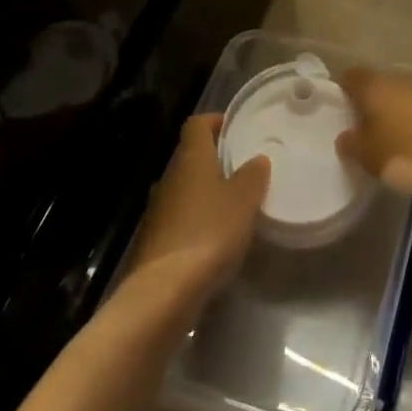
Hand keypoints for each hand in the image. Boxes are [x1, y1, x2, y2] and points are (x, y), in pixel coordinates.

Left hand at [125, 115, 269, 297]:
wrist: (164, 290)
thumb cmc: (209, 232)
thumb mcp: (244, 200)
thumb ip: (253, 175)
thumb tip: (257, 159)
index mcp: (190, 158)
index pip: (196, 124)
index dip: (215, 121)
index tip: (235, 128)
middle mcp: (169, 177)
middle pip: (191, 156)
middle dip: (215, 159)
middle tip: (244, 168)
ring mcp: (157, 209)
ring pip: (185, 188)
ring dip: (206, 191)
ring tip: (235, 204)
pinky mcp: (154, 240)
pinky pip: (180, 217)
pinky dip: (197, 218)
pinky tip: (216, 237)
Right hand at [335, 70, 411, 203]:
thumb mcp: (373, 160)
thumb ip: (353, 146)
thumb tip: (345, 136)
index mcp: (377, 85)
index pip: (349, 77)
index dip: (340, 92)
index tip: (338, 114)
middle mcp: (403, 76)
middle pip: (379, 85)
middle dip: (372, 105)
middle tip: (366, 134)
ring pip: (406, 95)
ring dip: (400, 113)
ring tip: (398, 143)